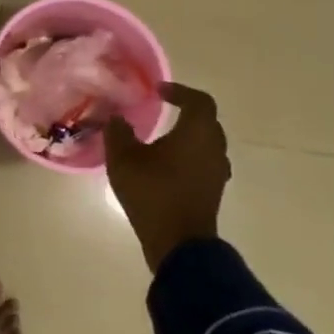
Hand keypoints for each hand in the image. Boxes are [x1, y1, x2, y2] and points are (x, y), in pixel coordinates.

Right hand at [103, 82, 231, 273]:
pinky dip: (188, 154)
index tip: (158, 92)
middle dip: (185, 111)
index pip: (199, 101)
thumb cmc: (152, 192)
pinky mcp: (212, 190)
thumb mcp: (123, 158)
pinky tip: (165, 163)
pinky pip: (203, 161)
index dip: (179, 91)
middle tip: (161, 109)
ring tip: (161, 137)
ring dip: (187, 135)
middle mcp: (214, 148)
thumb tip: (117, 118)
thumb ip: (118, 132)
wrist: (178, 243)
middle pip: (206, 121)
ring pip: (206, 143)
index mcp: (196, 133)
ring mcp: (217, 172)